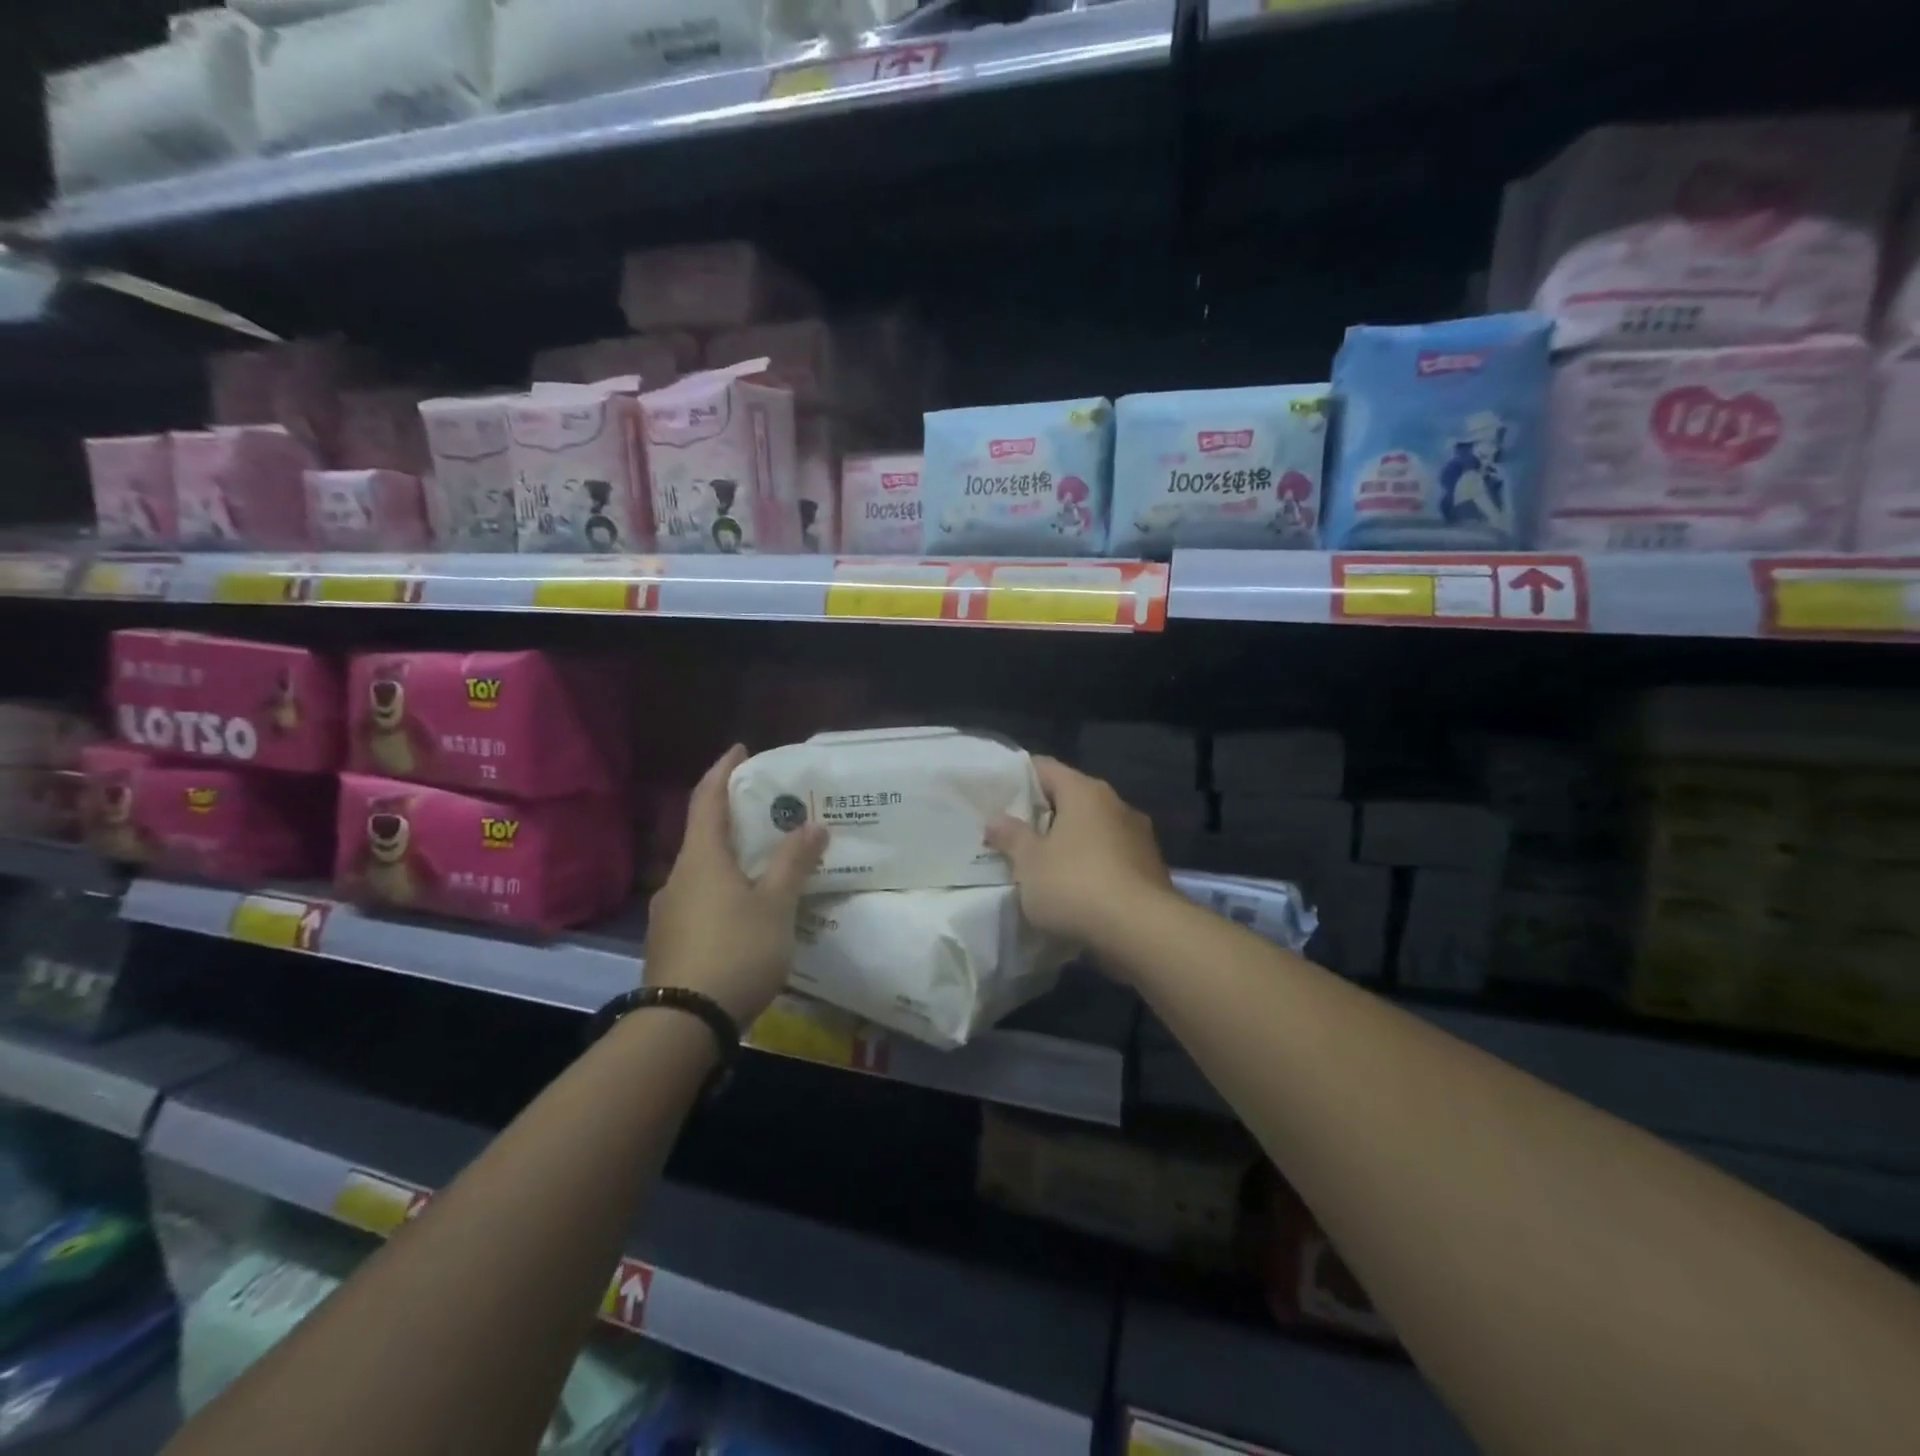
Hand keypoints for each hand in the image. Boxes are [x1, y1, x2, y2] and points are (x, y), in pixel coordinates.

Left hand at [645, 745, 826, 1026]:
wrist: (682, 1026)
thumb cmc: (735, 951)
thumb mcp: (776, 905)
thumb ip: (793, 863)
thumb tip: (813, 825)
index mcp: (701, 859)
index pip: (707, 799)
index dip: (723, 770)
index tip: (741, 750)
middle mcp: (678, 878)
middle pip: (705, 835)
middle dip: (734, 818)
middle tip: (767, 810)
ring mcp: (669, 912)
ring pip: (703, 872)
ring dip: (731, 859)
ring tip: (765, 863)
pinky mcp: (670, 942)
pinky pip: (700, 900)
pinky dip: (724, 890)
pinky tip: (747, 911)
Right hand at [985, 756, 1173, 953]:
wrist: (1142, 932)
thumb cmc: (1076, 885)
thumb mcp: (1029, 863)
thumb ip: (1011, 837)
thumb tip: (996, 819)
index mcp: (1085, 792)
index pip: (1046, 769)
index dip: (1020, 778)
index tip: (998, 796)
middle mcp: (1116, 804)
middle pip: (1072, 798)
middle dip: (1043, 815)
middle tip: (1014, 834)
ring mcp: (1139, 836)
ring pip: (1093, 830)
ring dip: (1070, 843)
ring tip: (1042, 865)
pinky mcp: (1150, 868)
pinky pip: (1111, 857)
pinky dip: (1092, 866)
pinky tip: (1075, 890)